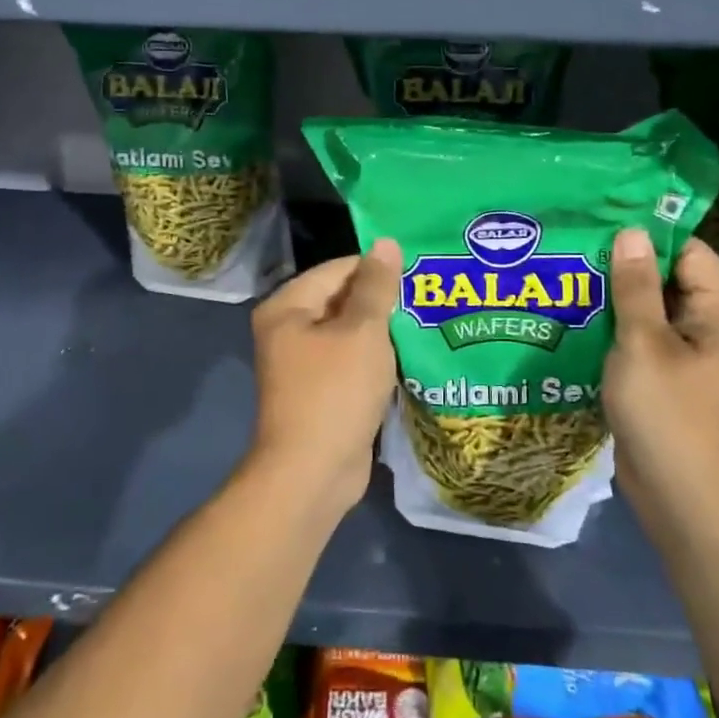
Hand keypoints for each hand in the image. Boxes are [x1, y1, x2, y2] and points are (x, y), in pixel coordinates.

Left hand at [247, 240, 403, 514]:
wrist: (313, 474)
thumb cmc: (335, 392)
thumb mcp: (362, 332)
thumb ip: (376, 286)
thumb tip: (386, 243)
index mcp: (288, 306)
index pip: (339, 269)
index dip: (379, 268)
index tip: (421, 271)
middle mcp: (289, 330)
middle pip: (343, 299)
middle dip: (384, 300)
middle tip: (430, 295)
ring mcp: (304, 363)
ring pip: (351, 332)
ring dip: (384, 330)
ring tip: (428, 320)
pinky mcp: (322, 391)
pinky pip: (353, 361)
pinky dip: (377, 358)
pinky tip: (412, 354)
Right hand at [603, 229, 718, 507]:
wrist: (677, 492)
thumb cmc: (665, 411)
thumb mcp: (644, 342)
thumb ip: (636, 286)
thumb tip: (632, 231)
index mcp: (715, 312)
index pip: (689, 252)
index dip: (652, 235)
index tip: (606, 221)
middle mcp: (704, 326)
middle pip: (666, 277)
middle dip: (625, 263)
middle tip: (578, 245)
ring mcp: (682, 353)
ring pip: (647, 308)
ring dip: (614, 295)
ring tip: (570, 273)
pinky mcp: (661, 375)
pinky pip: (638, 337)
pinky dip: (613, 325)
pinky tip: (577, 316)